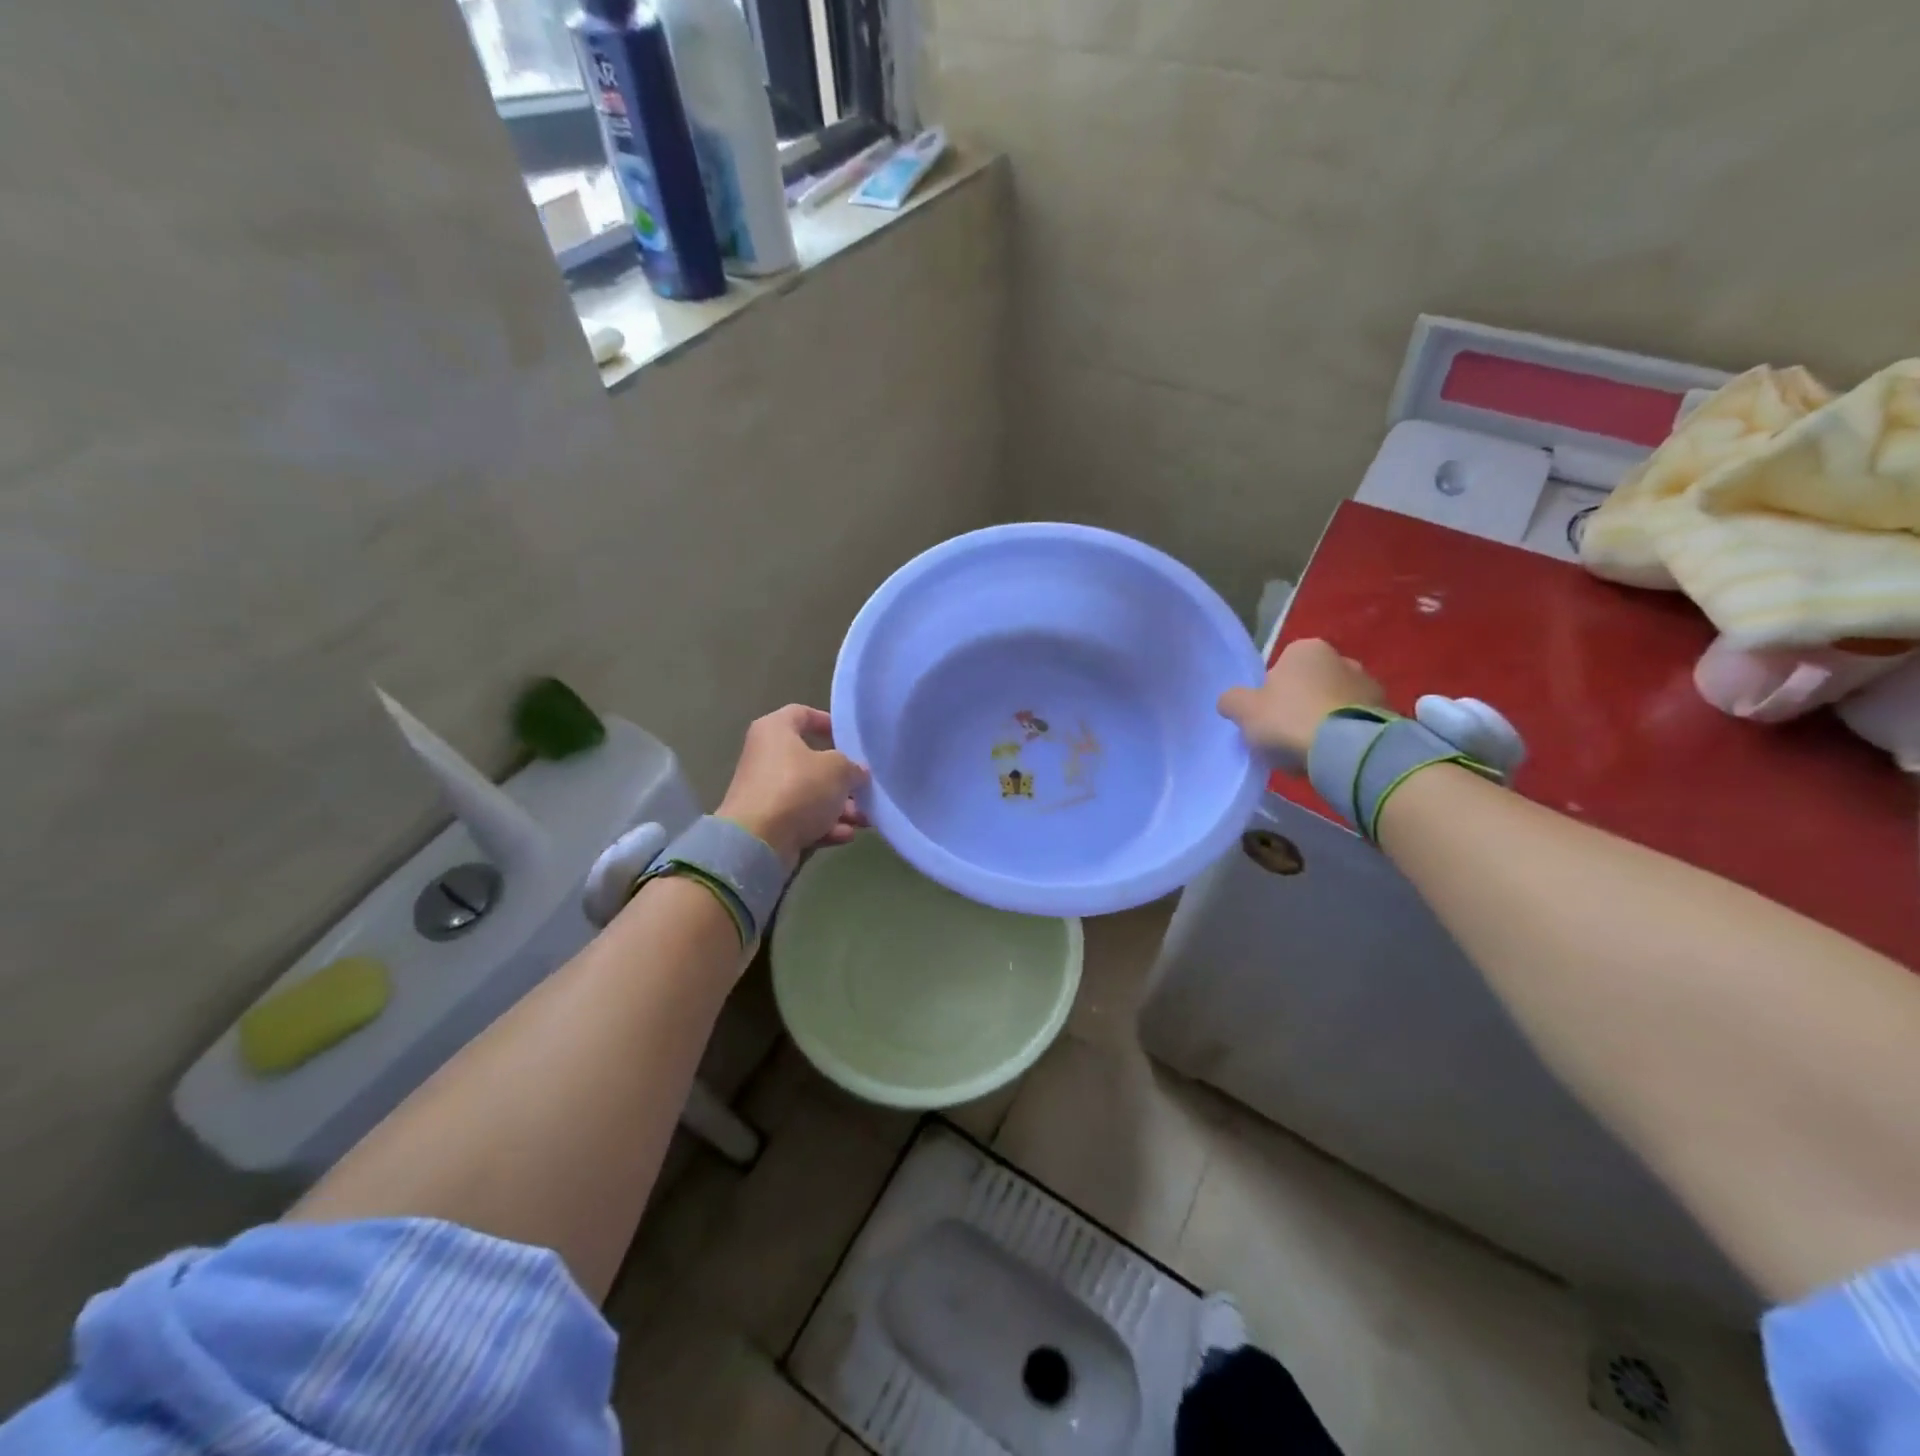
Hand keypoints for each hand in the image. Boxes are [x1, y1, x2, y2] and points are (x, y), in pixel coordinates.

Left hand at [717, 705, 867, 869]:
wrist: (758, 841)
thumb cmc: (798, 789)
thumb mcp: (837, 769)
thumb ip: (852, 766)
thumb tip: (857, 772)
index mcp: (775, 731)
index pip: (802, 713)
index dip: (828, 722)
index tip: (850, 739)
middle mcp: (767, 757)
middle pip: (813, 762)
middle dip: (843, 779)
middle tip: (865, 789)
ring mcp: (767, 792)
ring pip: (811, 794)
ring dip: (840, 807)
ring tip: (864, 820)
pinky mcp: (769, 822)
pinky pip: (802, 818)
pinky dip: (824, 825)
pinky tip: (845, 835)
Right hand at [1218, 639, 1383, 764]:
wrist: (1348, 749)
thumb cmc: (1289, 719)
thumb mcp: (1244, 710)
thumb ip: (1232, 701)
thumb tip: (1231, 701)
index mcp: (1306, 649)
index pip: (1280, 668)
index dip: (1270, 694)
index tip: (1267, 718)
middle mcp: (1341, 658)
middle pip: (1309, 685)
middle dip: (1300, 706)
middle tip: (1286, 736)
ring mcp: (1370, 684)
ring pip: (1334, 704)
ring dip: (1324, 721)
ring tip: (1311, 752)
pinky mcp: (1387, 711)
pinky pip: (1355, 722)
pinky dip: (1344, 735)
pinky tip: (1333, 756)